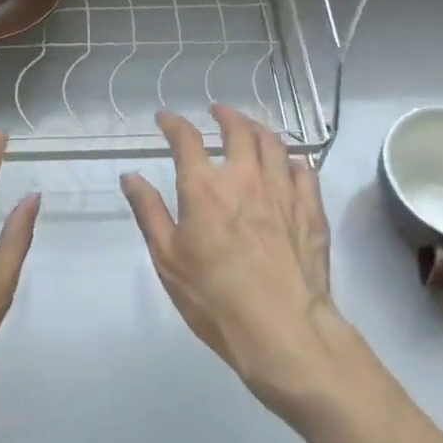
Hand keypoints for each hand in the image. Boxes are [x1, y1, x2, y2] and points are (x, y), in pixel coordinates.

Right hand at [121, 105, 338, 409]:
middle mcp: (245, 177)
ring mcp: (283, 190)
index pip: (186, 138)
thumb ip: (149, 211)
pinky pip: (304, 170)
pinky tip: (288, 165)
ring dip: (259, 129)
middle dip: (225, 114)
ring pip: (274, 143)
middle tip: (217, 111)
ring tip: (251, 128)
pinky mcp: (311, 209)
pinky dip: (292, 160)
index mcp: (204, 187)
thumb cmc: (215, 298)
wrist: (284, 331)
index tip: (165, 118)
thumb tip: (130, 176)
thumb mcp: (168, 259)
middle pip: (238, 129)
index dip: (173, 123)